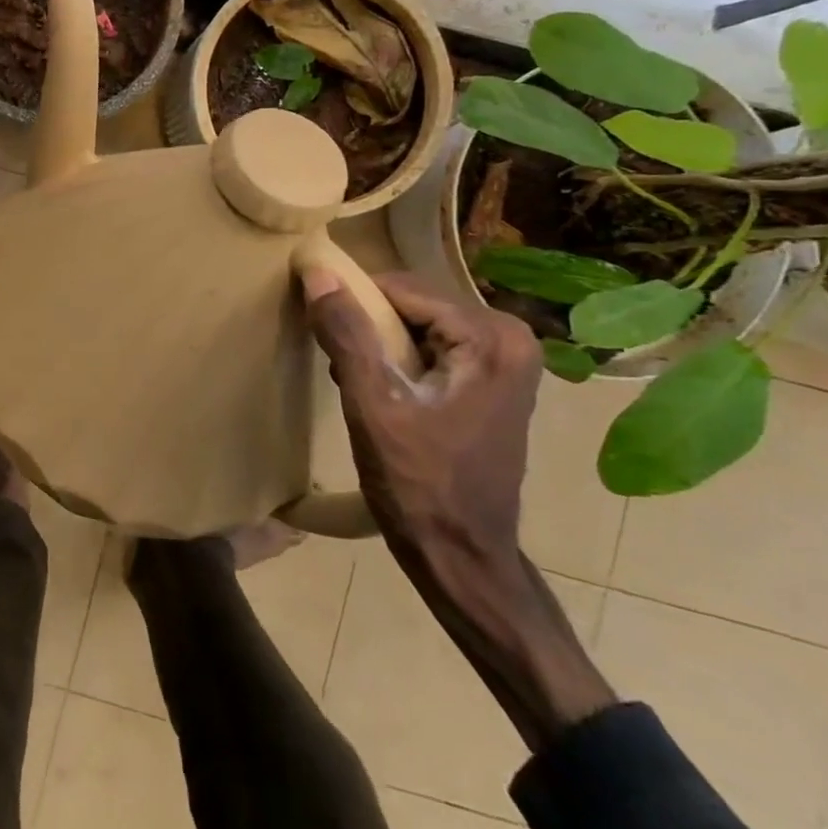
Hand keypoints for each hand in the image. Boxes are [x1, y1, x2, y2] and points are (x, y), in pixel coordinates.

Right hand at [302, 267, 612, 749]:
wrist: (462, 556)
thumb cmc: (418, 485)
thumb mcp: (372, 406)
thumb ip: (346, 334)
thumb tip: (318, 272)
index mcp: (490, 339)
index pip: (402, 289)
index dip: (355, 303)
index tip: (321, 330)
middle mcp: (510, 339)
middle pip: (414, 304)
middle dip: (369, 325)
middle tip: (339, 366)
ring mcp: (506, 362)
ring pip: (419, 325)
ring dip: (380, 343)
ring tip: (353, 380)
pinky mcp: (494, 382)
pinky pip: (433, 347)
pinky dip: (399, 359)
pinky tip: (379, 391)